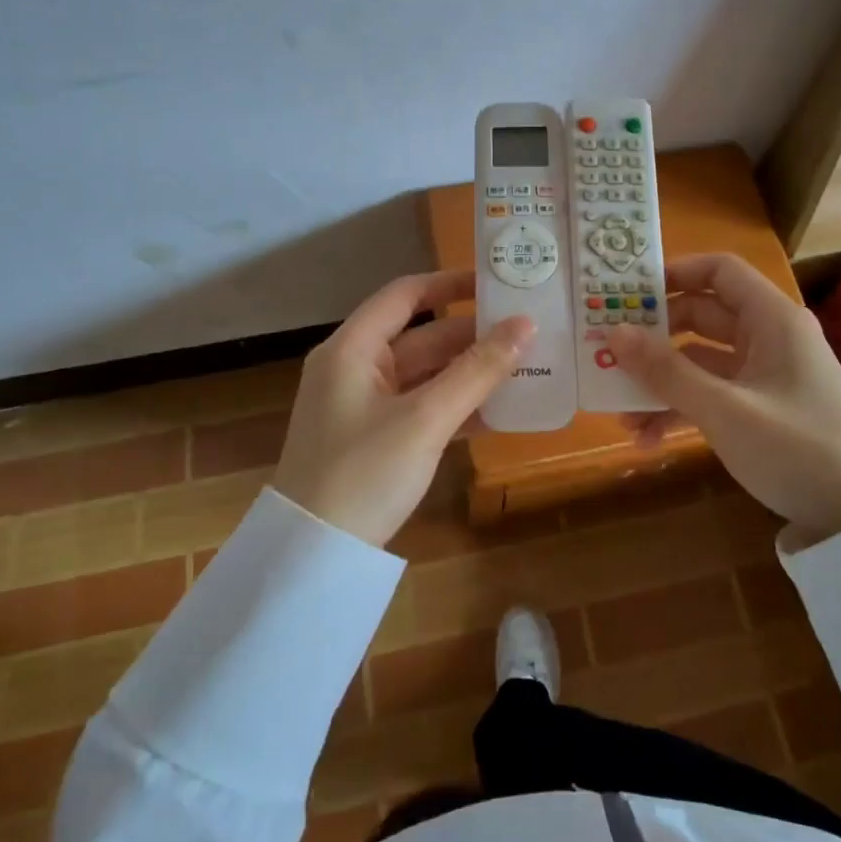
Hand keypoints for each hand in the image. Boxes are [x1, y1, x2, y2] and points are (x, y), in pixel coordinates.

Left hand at [273, 270, 534, 546]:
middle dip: (472, 335)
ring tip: (524, 367)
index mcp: (352, 349)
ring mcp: (365, 406)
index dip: (450, 284)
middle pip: (421, 336)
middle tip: (527, 331)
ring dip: (469, 373)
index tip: (497, 284)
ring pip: (426, 375)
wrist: (314, 558)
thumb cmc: (363, 474)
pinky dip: (455, 406)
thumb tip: (526, 325)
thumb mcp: (424, 420)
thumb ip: (477, 371)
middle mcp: (355, 368)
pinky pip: (422, 408)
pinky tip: (499, 412)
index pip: (404, 295)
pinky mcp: (376, 439)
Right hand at [608, 254, 840, 543]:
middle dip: (655, 336)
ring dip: (663, 381)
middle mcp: (769, 337)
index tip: (630, 293)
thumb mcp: (724, 410)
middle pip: (702, 316)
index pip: (720, 271)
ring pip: (702, 360)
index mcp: (771, 319)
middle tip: (610, 351)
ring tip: (621, 410)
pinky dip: (683, 408)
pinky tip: (648, 438)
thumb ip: (666, 370)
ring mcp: (765, 374)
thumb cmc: (796, 448)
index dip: (675, 274)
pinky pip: (713, 393)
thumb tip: (614, 332)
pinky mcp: (762, 406)